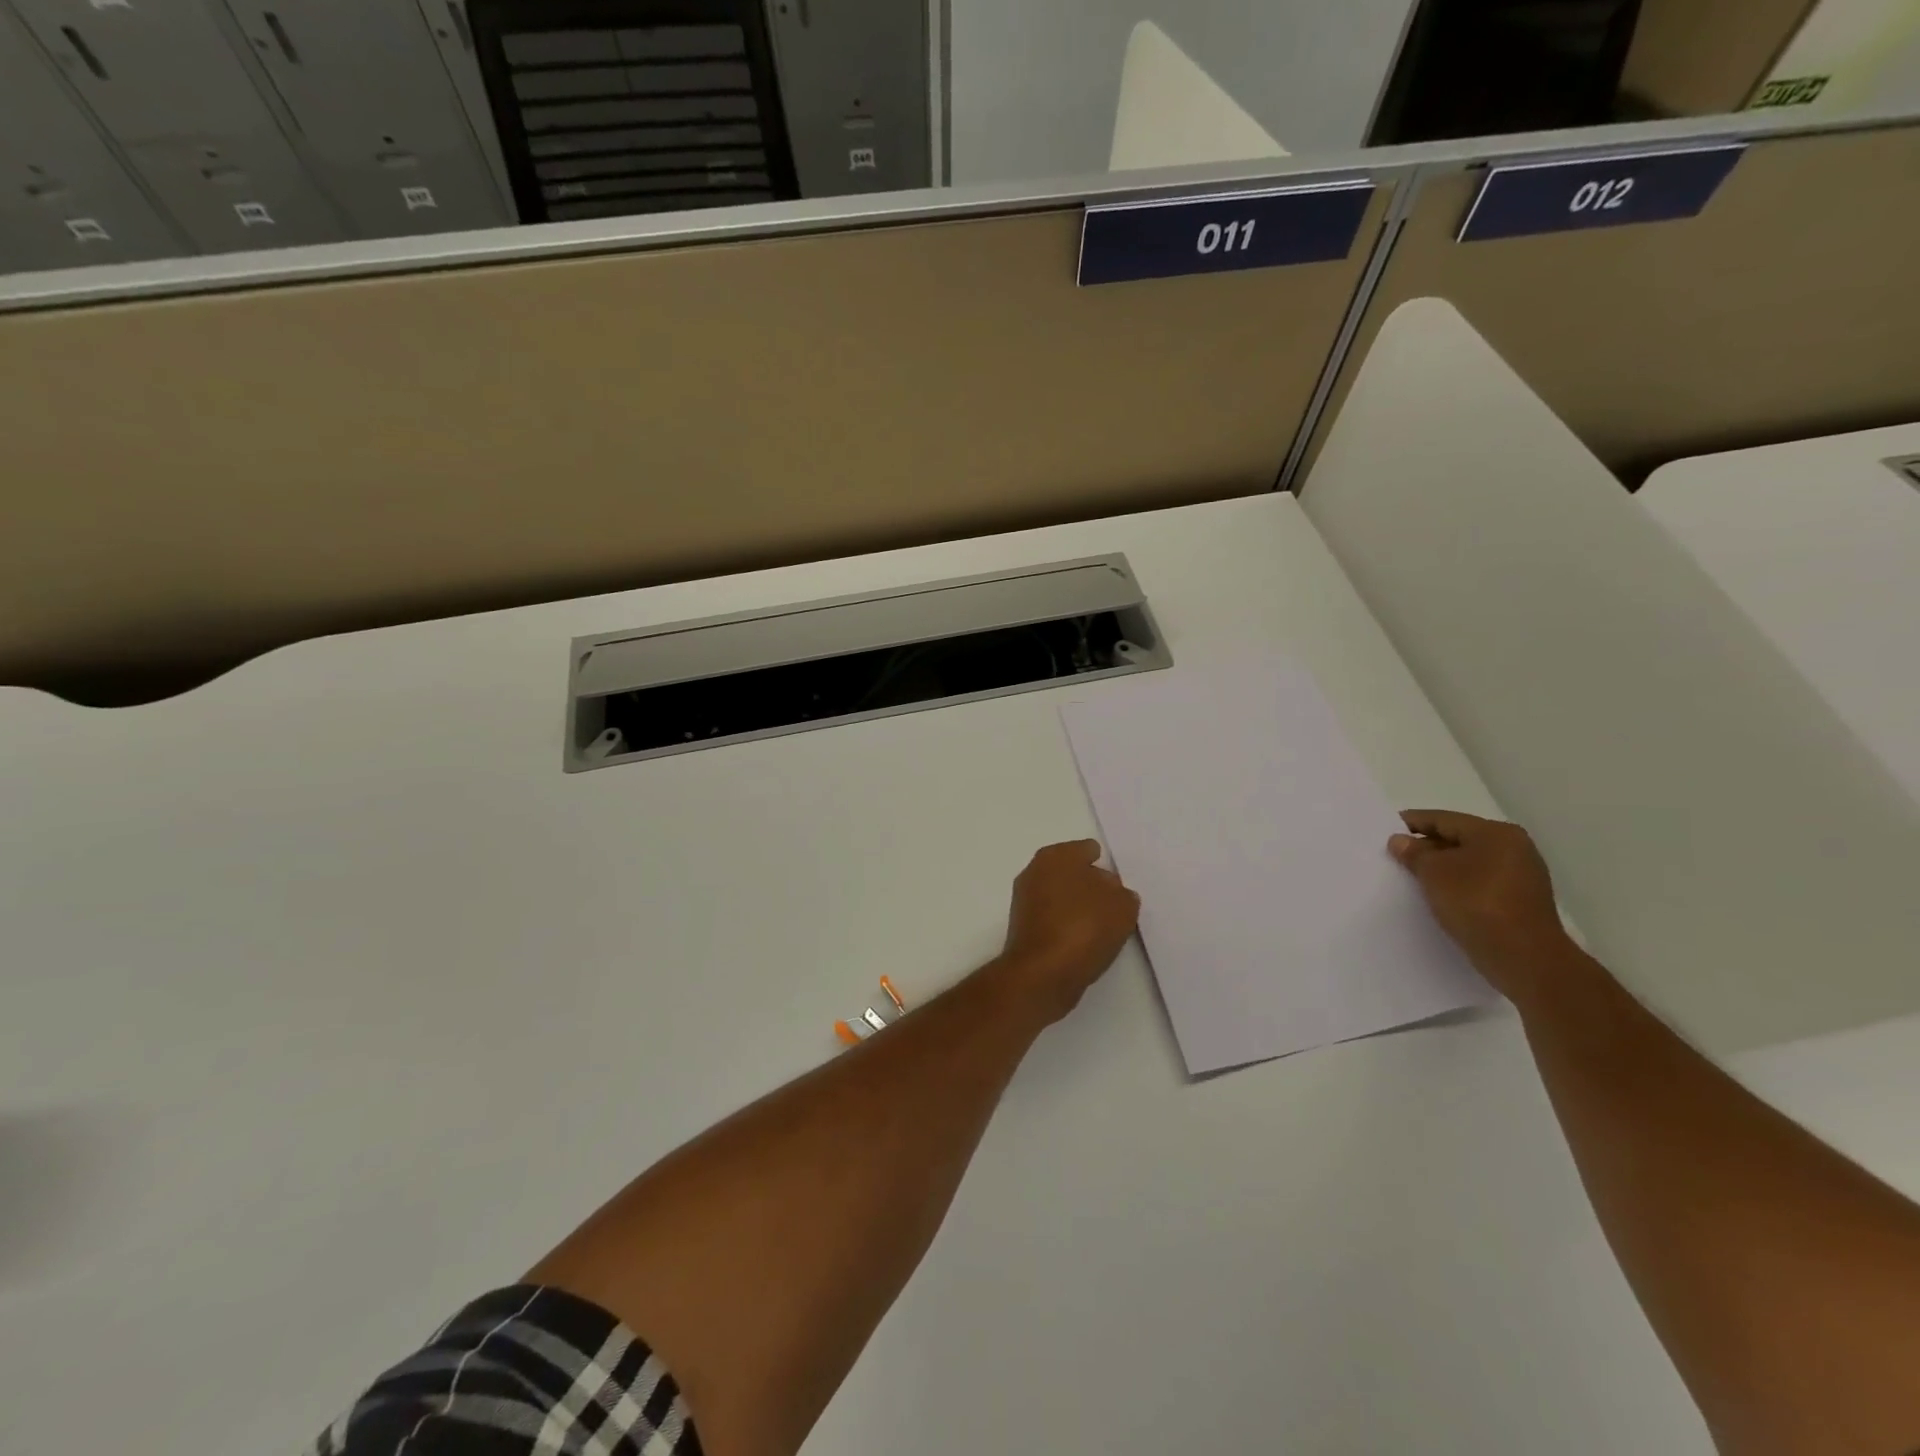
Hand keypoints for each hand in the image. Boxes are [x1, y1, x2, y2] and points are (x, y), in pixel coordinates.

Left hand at [994, 841, 1140, 1023]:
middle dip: (1092, 886)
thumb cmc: (1084, 928)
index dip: (1106, 867)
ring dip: (1079, 908)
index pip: (1089, 850)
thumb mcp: (1122, 906)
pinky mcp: (1023, 928)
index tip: (1119, 888)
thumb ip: (1122, 894)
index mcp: (1057, 855)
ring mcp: (1025, 900)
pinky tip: (1084, 943)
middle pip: (1074, 872)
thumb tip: (1111, 894)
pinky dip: (1067, 927)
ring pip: (1063, 897)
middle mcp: (1036, 870)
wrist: (1042, 974)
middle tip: (1114, 907)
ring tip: (1103, 929)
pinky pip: (1054, 919)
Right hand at [1388, 810, 1572, 997]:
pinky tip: (1439, 896)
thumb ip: (1414, 853)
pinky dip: (1458, 885)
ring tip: (1413, 877)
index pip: (1444, 819)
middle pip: (1459, 839)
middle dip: (1427, 847)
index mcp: (1496, 833)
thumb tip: (1400, 841)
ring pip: (1470, 863)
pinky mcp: (1521, 902)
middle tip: (1396, 856)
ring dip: (1442, 868)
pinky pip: (1480, 884)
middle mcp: (1514, 848)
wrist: (1525, 958)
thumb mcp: (1434, 873)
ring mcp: (1522, 876)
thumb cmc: (1476, 903)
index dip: (1413, 822)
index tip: (1387, 828)